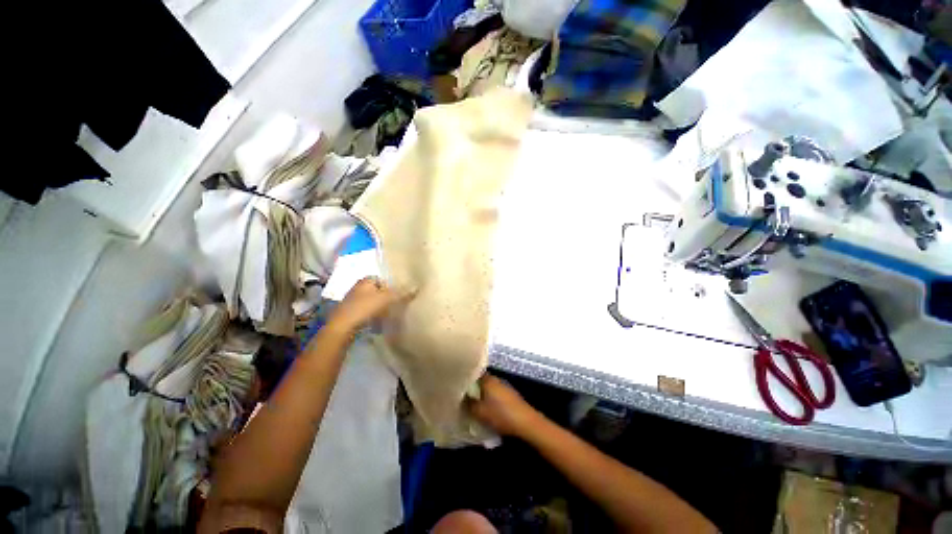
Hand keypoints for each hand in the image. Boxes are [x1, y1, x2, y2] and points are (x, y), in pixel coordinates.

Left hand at [328, 277, 408, 335]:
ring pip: (372, 302)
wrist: (342, 328)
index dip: (392, 286)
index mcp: (366, 280)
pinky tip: (379, 322)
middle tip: (397, 304)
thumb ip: (402, 293)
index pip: (383, 279)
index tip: (400, 294)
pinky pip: (367, 311)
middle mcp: (358, 288)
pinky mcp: (350, 313)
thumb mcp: (386, 299)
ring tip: (390, 314)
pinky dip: (374, 315)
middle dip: (387, 297)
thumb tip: (417, 287)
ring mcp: (353, 301)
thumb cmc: (364, 308)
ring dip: (381, 307)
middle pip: (378, 291)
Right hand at [468, 375, 540, 437]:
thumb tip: (461, 397)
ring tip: (475, 404)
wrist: (526, 422)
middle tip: (464, 397)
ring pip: (489, 387)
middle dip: (474, 388)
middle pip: (481, 380)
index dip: (466, 379)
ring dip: (482, 394)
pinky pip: (496, 394)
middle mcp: (496, 379)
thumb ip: (468, 404)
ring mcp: (505, 386)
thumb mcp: (480, 412)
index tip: (458, 385)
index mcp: (488, 379)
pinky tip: (488, 408)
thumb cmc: (501, 415)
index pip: (474, 373)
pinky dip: (491, 399)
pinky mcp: (511, 395)